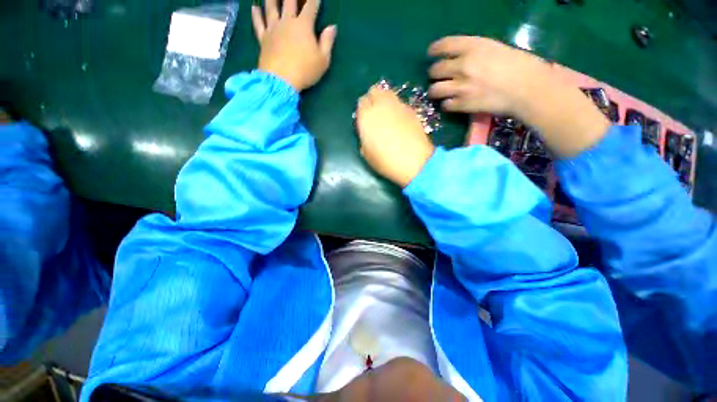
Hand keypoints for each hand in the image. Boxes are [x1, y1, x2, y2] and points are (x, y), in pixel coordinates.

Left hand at [251, 0, 336, 90]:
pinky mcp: (263, 38)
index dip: (314, 0)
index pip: (311, 7)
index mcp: (304, 26)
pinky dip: (256, 15)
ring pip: (271, 7)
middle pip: (289, 1)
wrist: (281, 80)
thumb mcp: (323, 60)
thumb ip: (327, 42)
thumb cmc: (305, 71)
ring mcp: (273, 29)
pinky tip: (254, 8)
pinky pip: (258, 23)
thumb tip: (332, 27)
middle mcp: (287, 22)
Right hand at [355, 86, 434, 187]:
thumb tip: (367, 131)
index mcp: (366, 117)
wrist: (414, 162)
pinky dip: (397, 108)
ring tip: (388, 115)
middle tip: (375, 113)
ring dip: (385, 100)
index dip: (362, 110)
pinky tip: (400, 122)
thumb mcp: (366, 153)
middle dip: (373, 99)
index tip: (365, 120)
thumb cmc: (385, 161)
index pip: (361, 102)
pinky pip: (400, 103)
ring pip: (388, 93)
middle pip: (374, 90)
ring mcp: (398, 106)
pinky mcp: (411, 110)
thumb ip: (364, 136)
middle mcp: (381, 106)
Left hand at [427, 36, 549, 115]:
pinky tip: (451, 103)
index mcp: (473, 46)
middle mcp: (463, 65)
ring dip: (435, 91)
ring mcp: (461, 86)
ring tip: (439, 92)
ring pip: (434, 90)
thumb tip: (457, 60)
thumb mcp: (494, 49)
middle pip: (435, 70)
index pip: (443, 45)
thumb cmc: (517, 65)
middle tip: (438, 77)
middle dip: (434, 73)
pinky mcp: (462, 104)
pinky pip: (445, 105)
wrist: (527, 88)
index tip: (431, 54)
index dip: (434, 50)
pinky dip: (446, 105)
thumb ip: (473, 52)